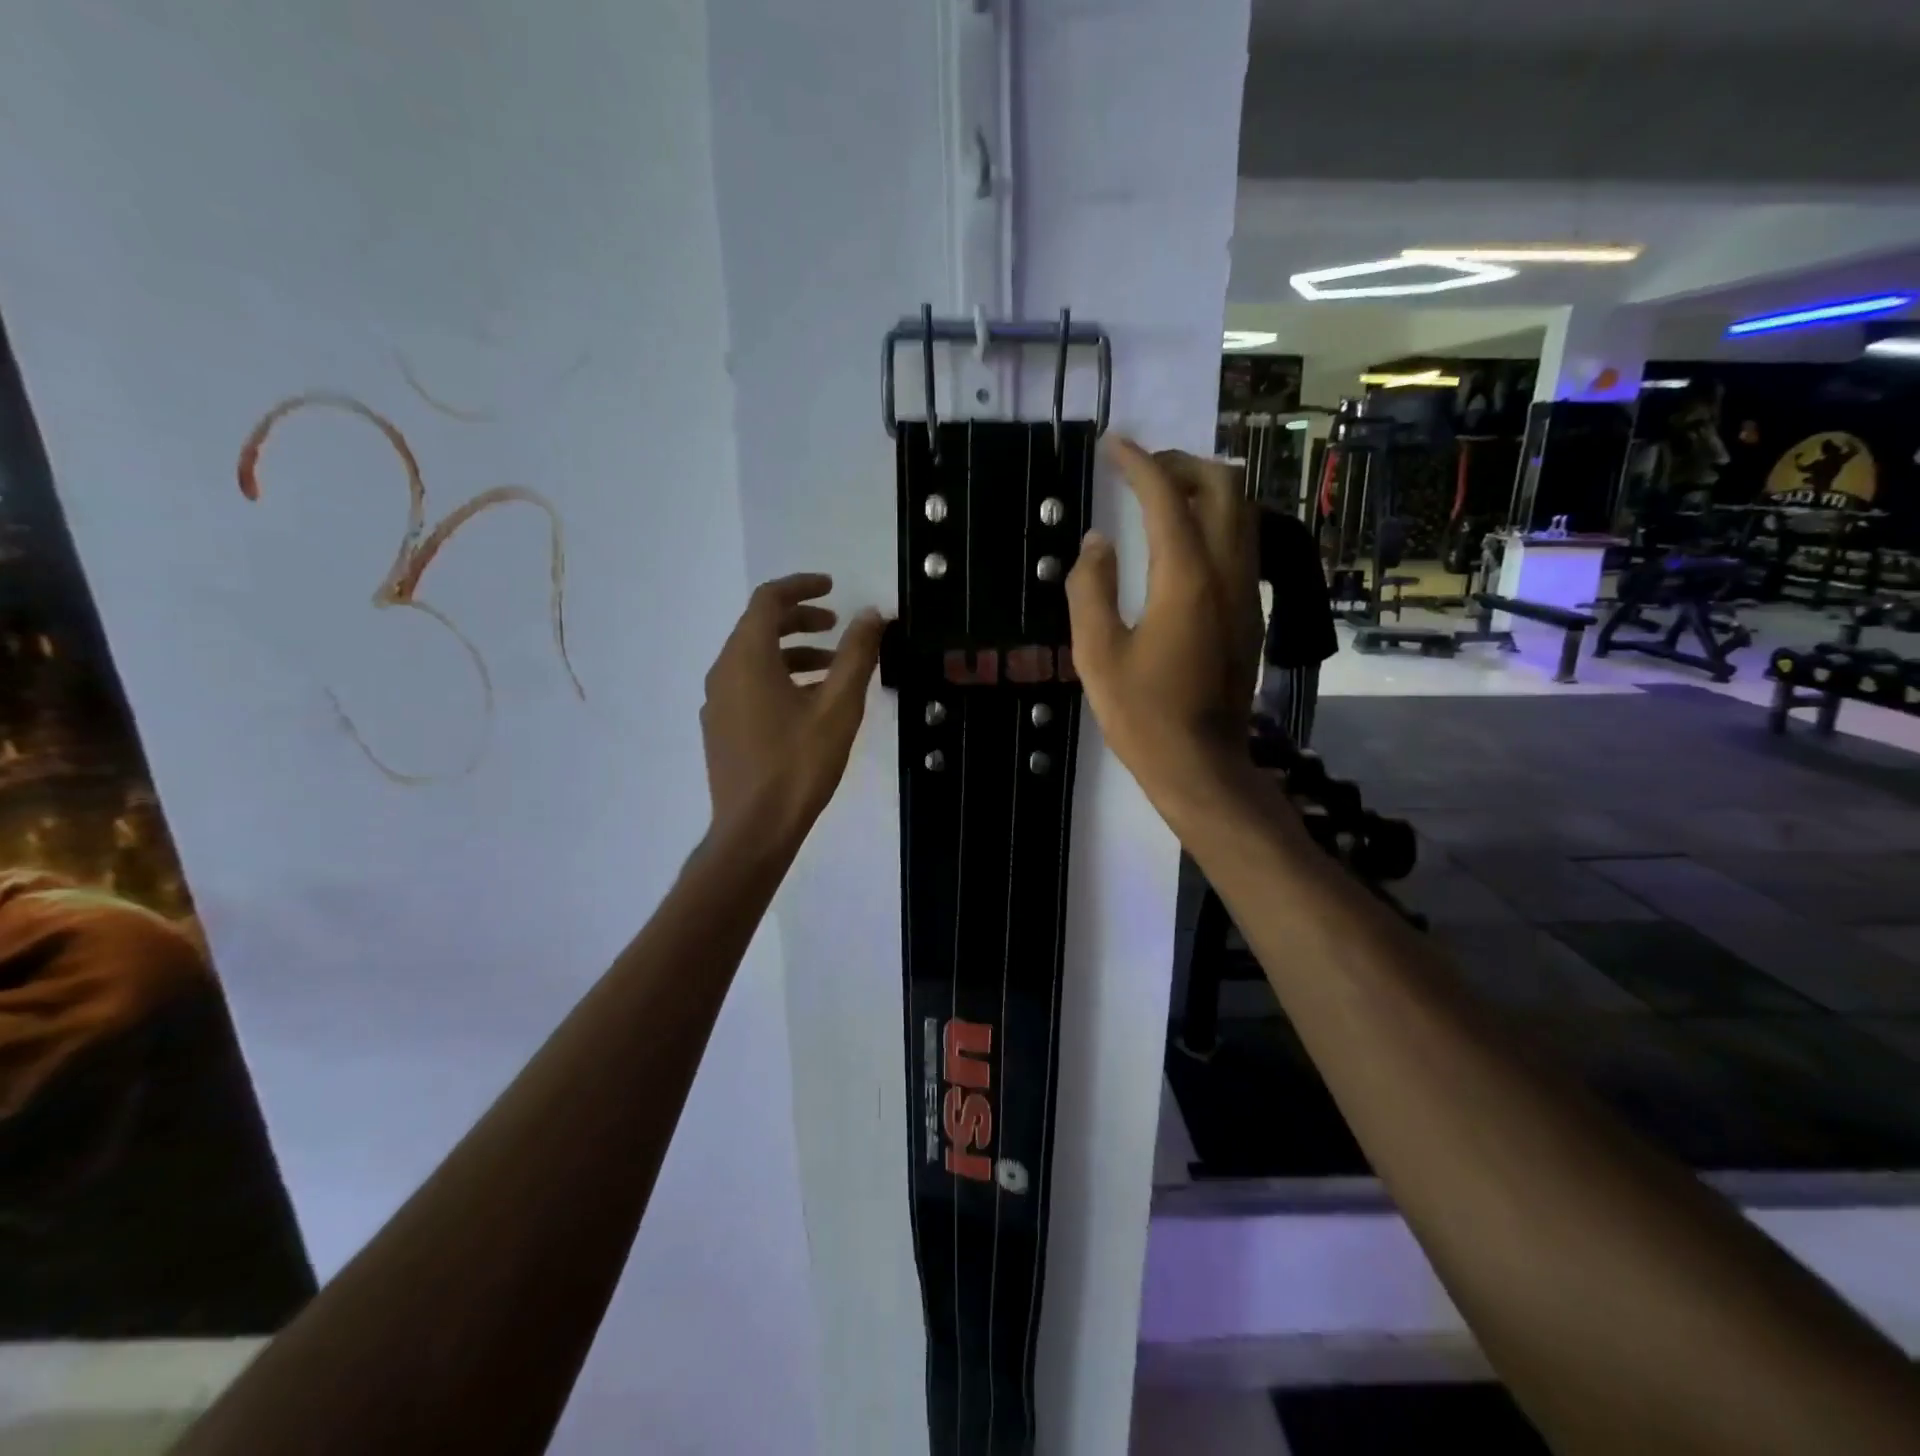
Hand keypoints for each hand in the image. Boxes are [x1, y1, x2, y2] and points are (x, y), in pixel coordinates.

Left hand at [700, 573, 884, 847]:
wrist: (754, 830)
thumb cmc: (798, 764)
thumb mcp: (838, 707)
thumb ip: (856, 655)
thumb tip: (870, 614)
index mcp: (747, 658)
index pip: (768, 600)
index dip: (801, 586)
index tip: (832, 587)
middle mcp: (723, 672)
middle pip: (759, 627)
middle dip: (800, 620)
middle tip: (837, 627)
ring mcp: (717, 702)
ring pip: (754, 659)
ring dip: (793, 652)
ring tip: (832, 669)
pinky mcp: (720, 728)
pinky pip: (748, 685)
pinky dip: (779, 678)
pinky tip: (808, 704)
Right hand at [1066, 438, 1261, 809]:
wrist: (1201, 764)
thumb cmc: (1141, 714)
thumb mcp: (1096, 653)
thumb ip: (1091, 588)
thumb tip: (1097, 541)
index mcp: (1185, 578)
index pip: (1166, 497)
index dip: (1137, 463)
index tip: (1111, 445)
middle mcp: (1227, 572)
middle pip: (1223, 486)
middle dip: (1181, 464)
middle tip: (1139, 470)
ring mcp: (1247, 591)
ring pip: (1242, 510)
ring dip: (1204, 488)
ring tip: (1159, 496)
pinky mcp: (1252, 610)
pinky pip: (1242, 540)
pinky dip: (1214, 519)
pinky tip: (1181, 539)